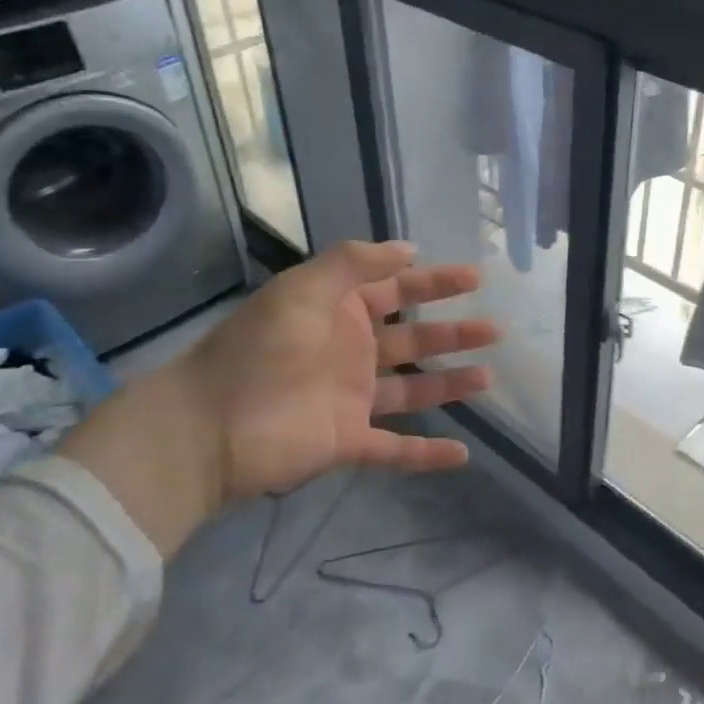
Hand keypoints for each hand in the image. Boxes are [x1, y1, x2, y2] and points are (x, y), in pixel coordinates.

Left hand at [61, 240, 497, 556]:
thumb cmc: (259, 349)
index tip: (475, 277)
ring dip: (450, 383)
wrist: (209, 427)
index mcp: (340, 311)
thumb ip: (353, 264)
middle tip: (494, 329)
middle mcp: (351, 351)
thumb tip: (407, 249)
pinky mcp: (349, 442)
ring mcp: (352, 399)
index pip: (397, 290)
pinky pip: (396, 449)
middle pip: (413, 339)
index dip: (435, 282)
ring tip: (488, 376)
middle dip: (453, 332)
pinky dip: (427, 454)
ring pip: (413, 389)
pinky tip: (462, 454)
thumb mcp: (303, 290)